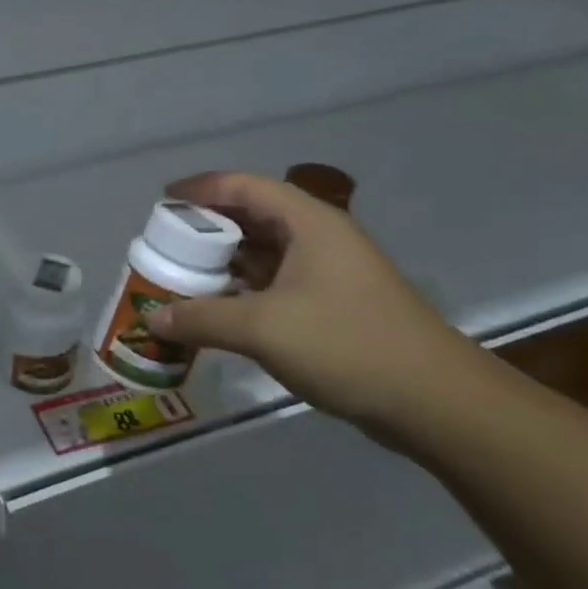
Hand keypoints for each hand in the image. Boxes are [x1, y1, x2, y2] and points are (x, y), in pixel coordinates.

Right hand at [142, 172, 479, 432]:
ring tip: (180, 274)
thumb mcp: (263, 328)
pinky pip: (274, 284)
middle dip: (206, 227)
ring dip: (222, 261)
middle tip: (164, 243)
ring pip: (263, 253)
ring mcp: (328, 274)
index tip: (161, 200)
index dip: (201, 188)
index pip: (245, 187)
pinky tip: (215, 309)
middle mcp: (319, 239)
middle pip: (252, 217)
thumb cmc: (347, 345)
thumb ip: (202, 319)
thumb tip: (153, 319)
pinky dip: (241, 289)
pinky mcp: (331, 306)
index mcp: (309, 224)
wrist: (434, 401)